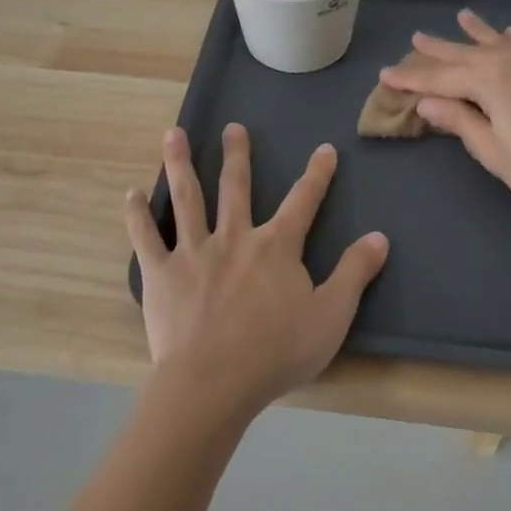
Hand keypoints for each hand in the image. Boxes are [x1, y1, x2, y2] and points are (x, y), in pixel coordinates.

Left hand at [125, 125, 389, 416]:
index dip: (317, 175)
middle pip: (236, 187)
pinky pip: (146, 237)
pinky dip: (138, 214)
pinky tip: (131, 193)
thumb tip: (380, 236)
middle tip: (233, 127)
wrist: (214, 382)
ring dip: (180, 164)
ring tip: (172, 133)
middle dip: (237, 155)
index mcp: (276, 247)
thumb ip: (354, 273)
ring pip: (187, 198)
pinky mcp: (161, 273)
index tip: (324, 150)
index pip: (303, 201)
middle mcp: (235, 237)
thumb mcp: (331, 315)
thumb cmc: (276, 352)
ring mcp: (194, 252)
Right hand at [378, 9, 510, 213]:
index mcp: (490, 82)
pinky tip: (509, 33)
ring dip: (476, 31)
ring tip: (461, 16)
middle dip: (438, 48)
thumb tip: (426, 101)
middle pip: (466, 54)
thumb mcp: (493, 150)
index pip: (440, 79)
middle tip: (416, 37)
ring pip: (497, 42)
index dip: (411, 79)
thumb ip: (460, 121)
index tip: (385, 74)